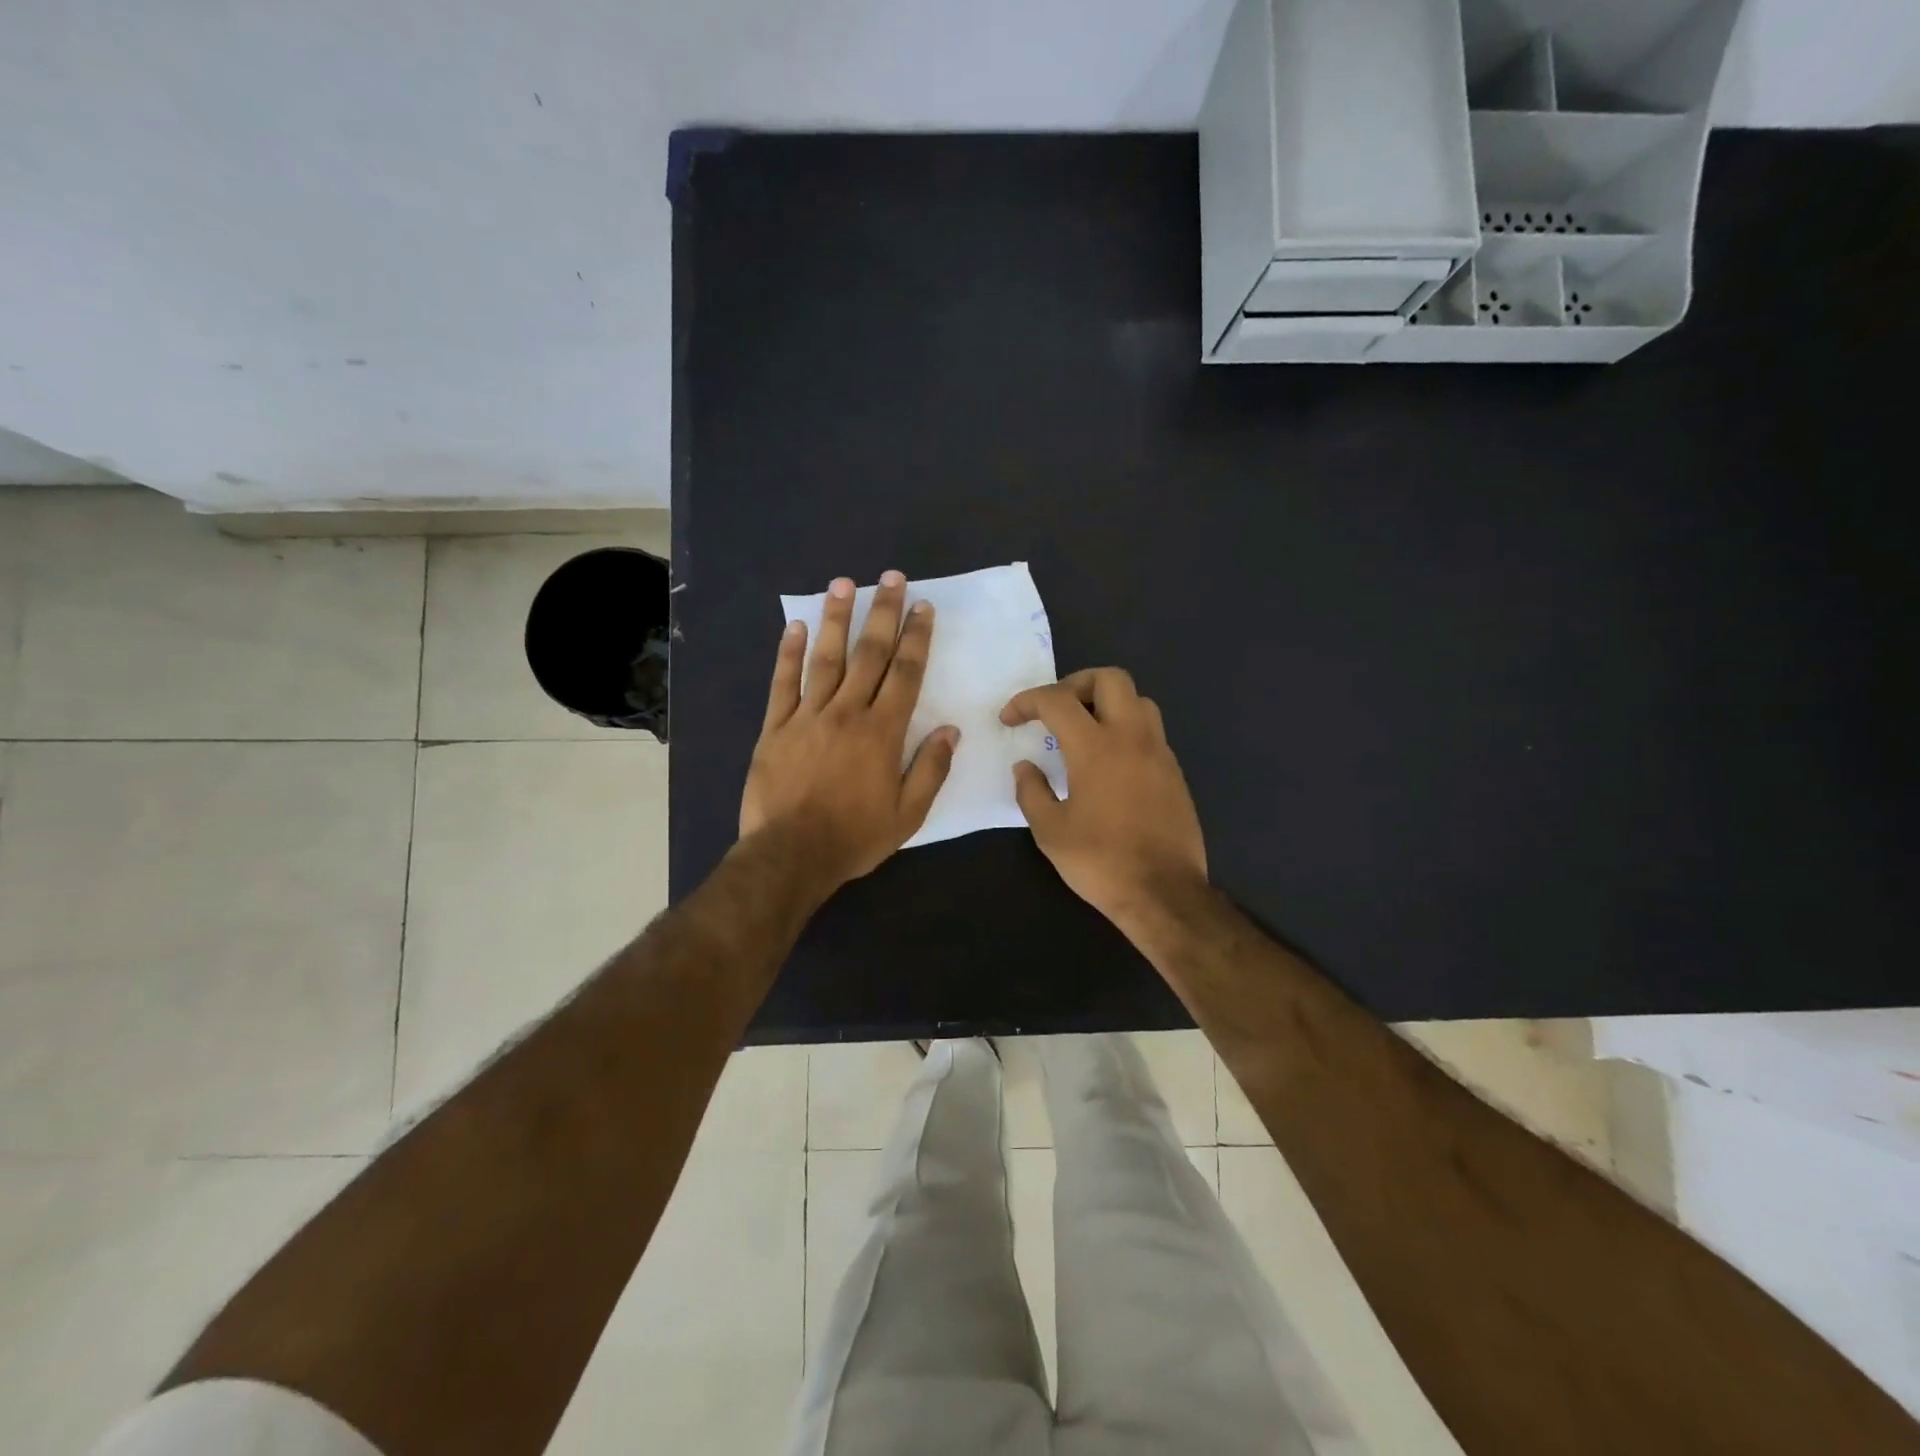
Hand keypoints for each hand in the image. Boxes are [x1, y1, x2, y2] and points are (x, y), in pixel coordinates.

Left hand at [740, 571, 958, 895]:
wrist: (791, 855)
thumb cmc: (855, 837)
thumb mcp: (908, 814)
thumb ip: (931, 769)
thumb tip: (951, 730)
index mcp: (882, 732)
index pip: (905, 673)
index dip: (916, 638)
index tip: (923, 608)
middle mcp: (847, 713)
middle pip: (869, 654)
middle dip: (883, 613)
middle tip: (891, 578)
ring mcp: (807, 717)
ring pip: (825, 658)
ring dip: (836, 618)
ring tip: (843, 583)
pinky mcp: (775, 728)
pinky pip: (783, 683)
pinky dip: (789, 653)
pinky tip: (794, 625)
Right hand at [1001, 668, 1207, 931]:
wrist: (1164, 893)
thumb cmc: (1101, 862)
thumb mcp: (1050, 832)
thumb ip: (1032, 791)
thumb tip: (1026, 767)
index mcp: (1096, 747)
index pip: (1057, 700)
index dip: (1027, 701)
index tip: (1010, 719)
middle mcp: (1132, 738)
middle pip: (1110, 679)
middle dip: (1075, 684)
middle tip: (1055, 712)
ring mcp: (1159, 752)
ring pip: (1137, 700)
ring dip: (1106, 703)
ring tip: (1083, 731)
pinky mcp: (1174, 772)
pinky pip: (1150, 731)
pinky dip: (1125, 730)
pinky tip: (1109, 763)